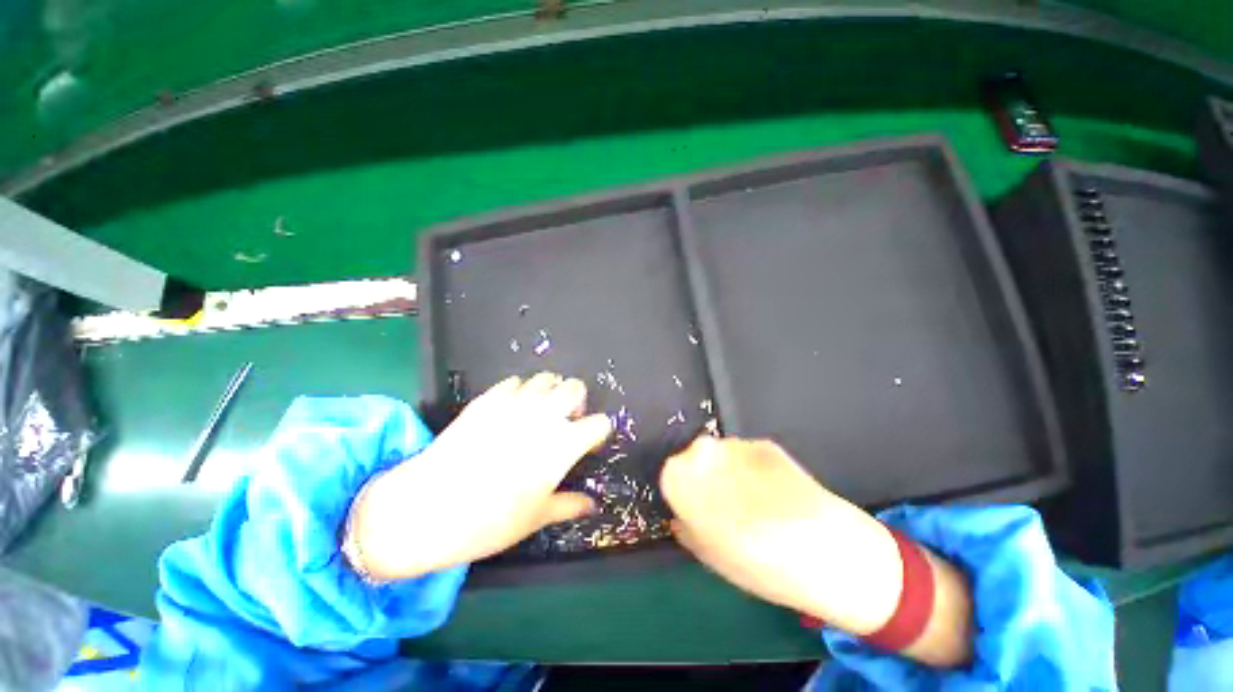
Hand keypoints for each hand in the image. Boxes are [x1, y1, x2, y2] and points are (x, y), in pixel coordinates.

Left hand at [345, 373, 610, 579]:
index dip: (598, 431)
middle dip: (577, 400)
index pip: (599, 423)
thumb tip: (592, 505)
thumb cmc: (490, 521)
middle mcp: (545, 416)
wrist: (428, 508)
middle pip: (576, 387)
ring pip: (546, 378)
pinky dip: (519, 390)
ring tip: (539, 411)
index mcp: (563, 444)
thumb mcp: (537, 517)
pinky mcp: (488, 399)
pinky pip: (514, 382)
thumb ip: (569, 506)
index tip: (588, 442)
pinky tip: (510, 409)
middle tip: (566, 419)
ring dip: (550, 391)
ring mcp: (515, 403)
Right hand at [661, 436, 972, 666]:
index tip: (691, 505)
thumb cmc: (763, 565)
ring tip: (752, 499)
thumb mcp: (714, 558)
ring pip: (721, 454)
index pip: (670, 473)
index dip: (680, 490)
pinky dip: (750, 468)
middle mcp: (707, 452)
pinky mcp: (766, 444)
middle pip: (694, 458)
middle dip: (702, 476)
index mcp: (687, 479)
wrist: (829, 552)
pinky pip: (745, 454)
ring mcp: (738, 444)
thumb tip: (679, 517)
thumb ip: (688, 530)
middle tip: (721, 504)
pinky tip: (771, 491)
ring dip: (727, 470)